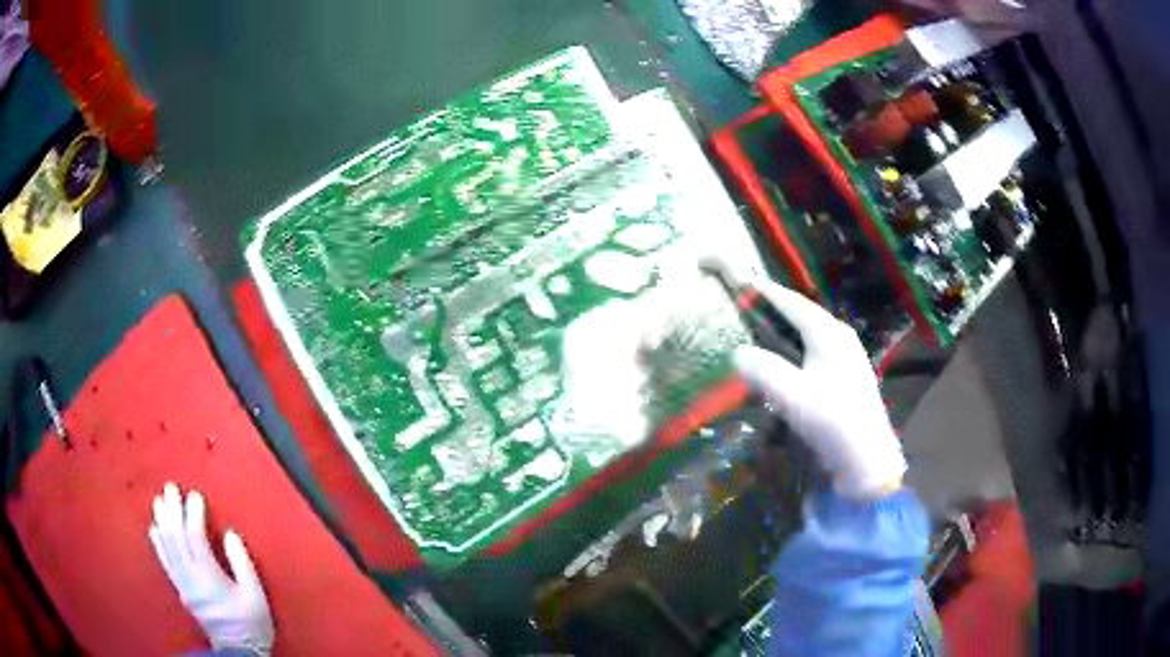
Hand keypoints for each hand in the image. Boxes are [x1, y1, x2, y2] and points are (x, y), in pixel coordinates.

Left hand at [148, 483, 273, 654]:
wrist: (238, 651)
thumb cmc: (250, 623)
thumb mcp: (255, 595)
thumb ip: (242, 564)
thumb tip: (230, 535)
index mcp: (209, 576)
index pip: (194, 536)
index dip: (193, 513)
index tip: (195, 495)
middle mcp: (190, 577)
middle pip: (176, 537)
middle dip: (173, 510)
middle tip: (171, 487)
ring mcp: (182, 584)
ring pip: (167, 546)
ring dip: (162, 521)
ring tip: (159, 501)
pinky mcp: (180, 590)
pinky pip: (164, 561)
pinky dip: (158, 542)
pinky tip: (154, 529)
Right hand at [732, 279, 905, 499]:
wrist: (867, 458)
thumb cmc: (831, 420)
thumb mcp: (791, 395)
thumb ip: (763, 369)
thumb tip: (739, 353)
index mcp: (829, 333)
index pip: (795, 303)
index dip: (771, 294)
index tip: (748, 284)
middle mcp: (842, 339)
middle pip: (807, 317)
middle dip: (781, 313)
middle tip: (753, 312)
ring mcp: (851, 360)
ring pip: (815, 338)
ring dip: (792, 335)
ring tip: (768, 338)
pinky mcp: (852, 381)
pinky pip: (821, 356)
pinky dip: (802, 355)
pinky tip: (793, 370)